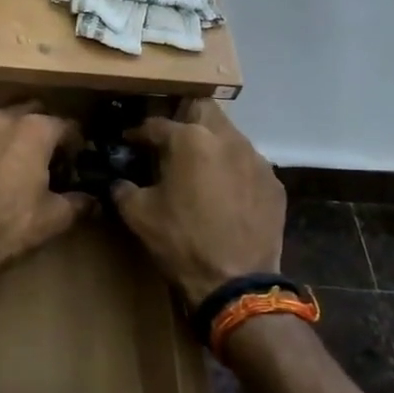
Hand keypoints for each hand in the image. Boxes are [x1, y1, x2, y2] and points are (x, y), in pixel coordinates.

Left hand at [0, 103, 95, 277]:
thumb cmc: (11, 224)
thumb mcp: (55, 217)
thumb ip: (79, 202)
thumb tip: (92, 200)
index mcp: (34, 129)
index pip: (68, 126)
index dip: (77, 145)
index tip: (79, 163)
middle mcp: (4, 119)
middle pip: (34, 113)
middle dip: (46, 131)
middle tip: (52, 159)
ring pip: (4, 123)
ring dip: (17, 136)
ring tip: (23, 165)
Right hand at [111, 102, 284, 309]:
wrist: (238, 283)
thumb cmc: (182, 242)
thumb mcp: (139, 216)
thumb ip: (123, 189)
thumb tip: (118, 181)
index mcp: (190, 139)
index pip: (156, 124)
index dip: (138, 133)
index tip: (129, 142)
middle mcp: (226, 138)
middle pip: (203, 109)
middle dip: (184, 118)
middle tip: (170, 142)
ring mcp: (256, 159)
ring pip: (230, 135)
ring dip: (211, 144)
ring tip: (198, 169)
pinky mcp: (274, 183)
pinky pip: (249, 164)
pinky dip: (234, 171)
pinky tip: (225, 194)